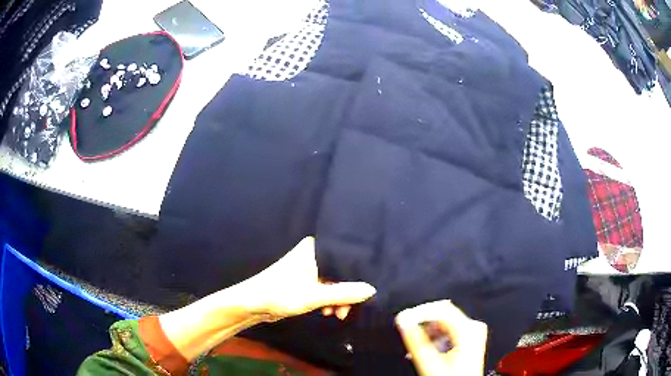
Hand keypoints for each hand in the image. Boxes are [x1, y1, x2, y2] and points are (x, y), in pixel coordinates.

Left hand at [159, 237, 374, 361]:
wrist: (252, 303)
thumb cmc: (281, 294)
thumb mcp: (315, 296)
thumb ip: (344, 293)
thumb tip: (372, 290)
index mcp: (316, 249)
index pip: (346, 257)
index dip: (358, 273)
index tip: (368, 290)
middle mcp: (314, 254)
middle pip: (342, 271)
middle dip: (347, 292)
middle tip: (347, 309)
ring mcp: (310, 268)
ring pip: (335, 281)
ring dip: (338, 299)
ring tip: (336, 314)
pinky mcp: (306, 281)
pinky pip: (326, 288)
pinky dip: (330, 300)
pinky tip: (329, 311)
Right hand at [396, 300, 487, 375]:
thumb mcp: (430, 361)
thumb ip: (415, 340)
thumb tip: (404, 323)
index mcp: (467, 328)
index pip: (440, 308)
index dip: (419, 312)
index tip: (403, 318)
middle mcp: (474, 327)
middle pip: (443, 314)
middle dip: (423, 321)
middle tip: (406, 327)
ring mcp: (474, 333)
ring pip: (446, 322)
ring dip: (428, 329)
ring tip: (415, 340)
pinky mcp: (471, 340)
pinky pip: (451, 330)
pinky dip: (436, 335)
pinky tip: (427, 346)